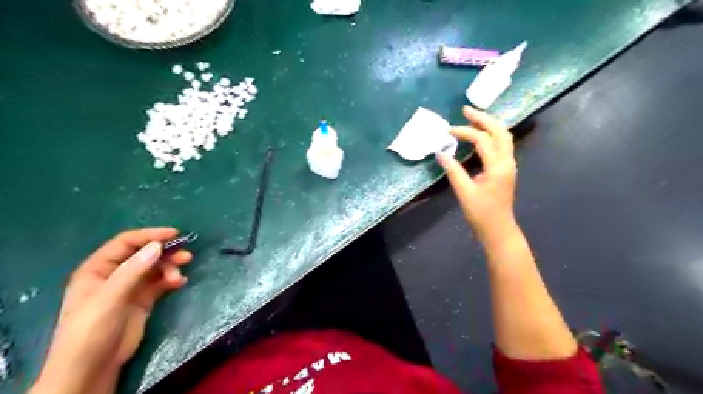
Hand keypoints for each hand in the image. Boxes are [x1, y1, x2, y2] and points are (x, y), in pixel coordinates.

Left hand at [30, 227, 190, 393]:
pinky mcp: (142, 300)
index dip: (150, 236)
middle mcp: (115, 275)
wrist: (92, 368)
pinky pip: (160, 283)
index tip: (175, 234)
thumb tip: (158, 246)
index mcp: (98, 269)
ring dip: (170, 267)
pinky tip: (179, 283)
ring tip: (179, 276)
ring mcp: (129, 288)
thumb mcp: (109, 298)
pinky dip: (171, 280)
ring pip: (155, 268)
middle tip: (186, 257)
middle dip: (165, 253)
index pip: (126, 243)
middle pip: (144, 254)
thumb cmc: (91, 330)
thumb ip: (133, 270)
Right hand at [435, 105, 515, 239]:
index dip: (465, 132)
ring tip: (473, 118)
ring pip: (504, 136)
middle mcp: (508, 161)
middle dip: (483, 118)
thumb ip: (453, 171)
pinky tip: (480, 136)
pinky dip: (491, 135)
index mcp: (498, 166)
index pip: (483, 140)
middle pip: (500, 131)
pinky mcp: (506, 169)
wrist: (499, 230)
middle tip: (465, 110)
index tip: (448, 131)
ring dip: (489, 125)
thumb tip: (441, 152)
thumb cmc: (481, 213)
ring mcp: (509, 165)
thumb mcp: (464, 192)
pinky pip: (502, 145)